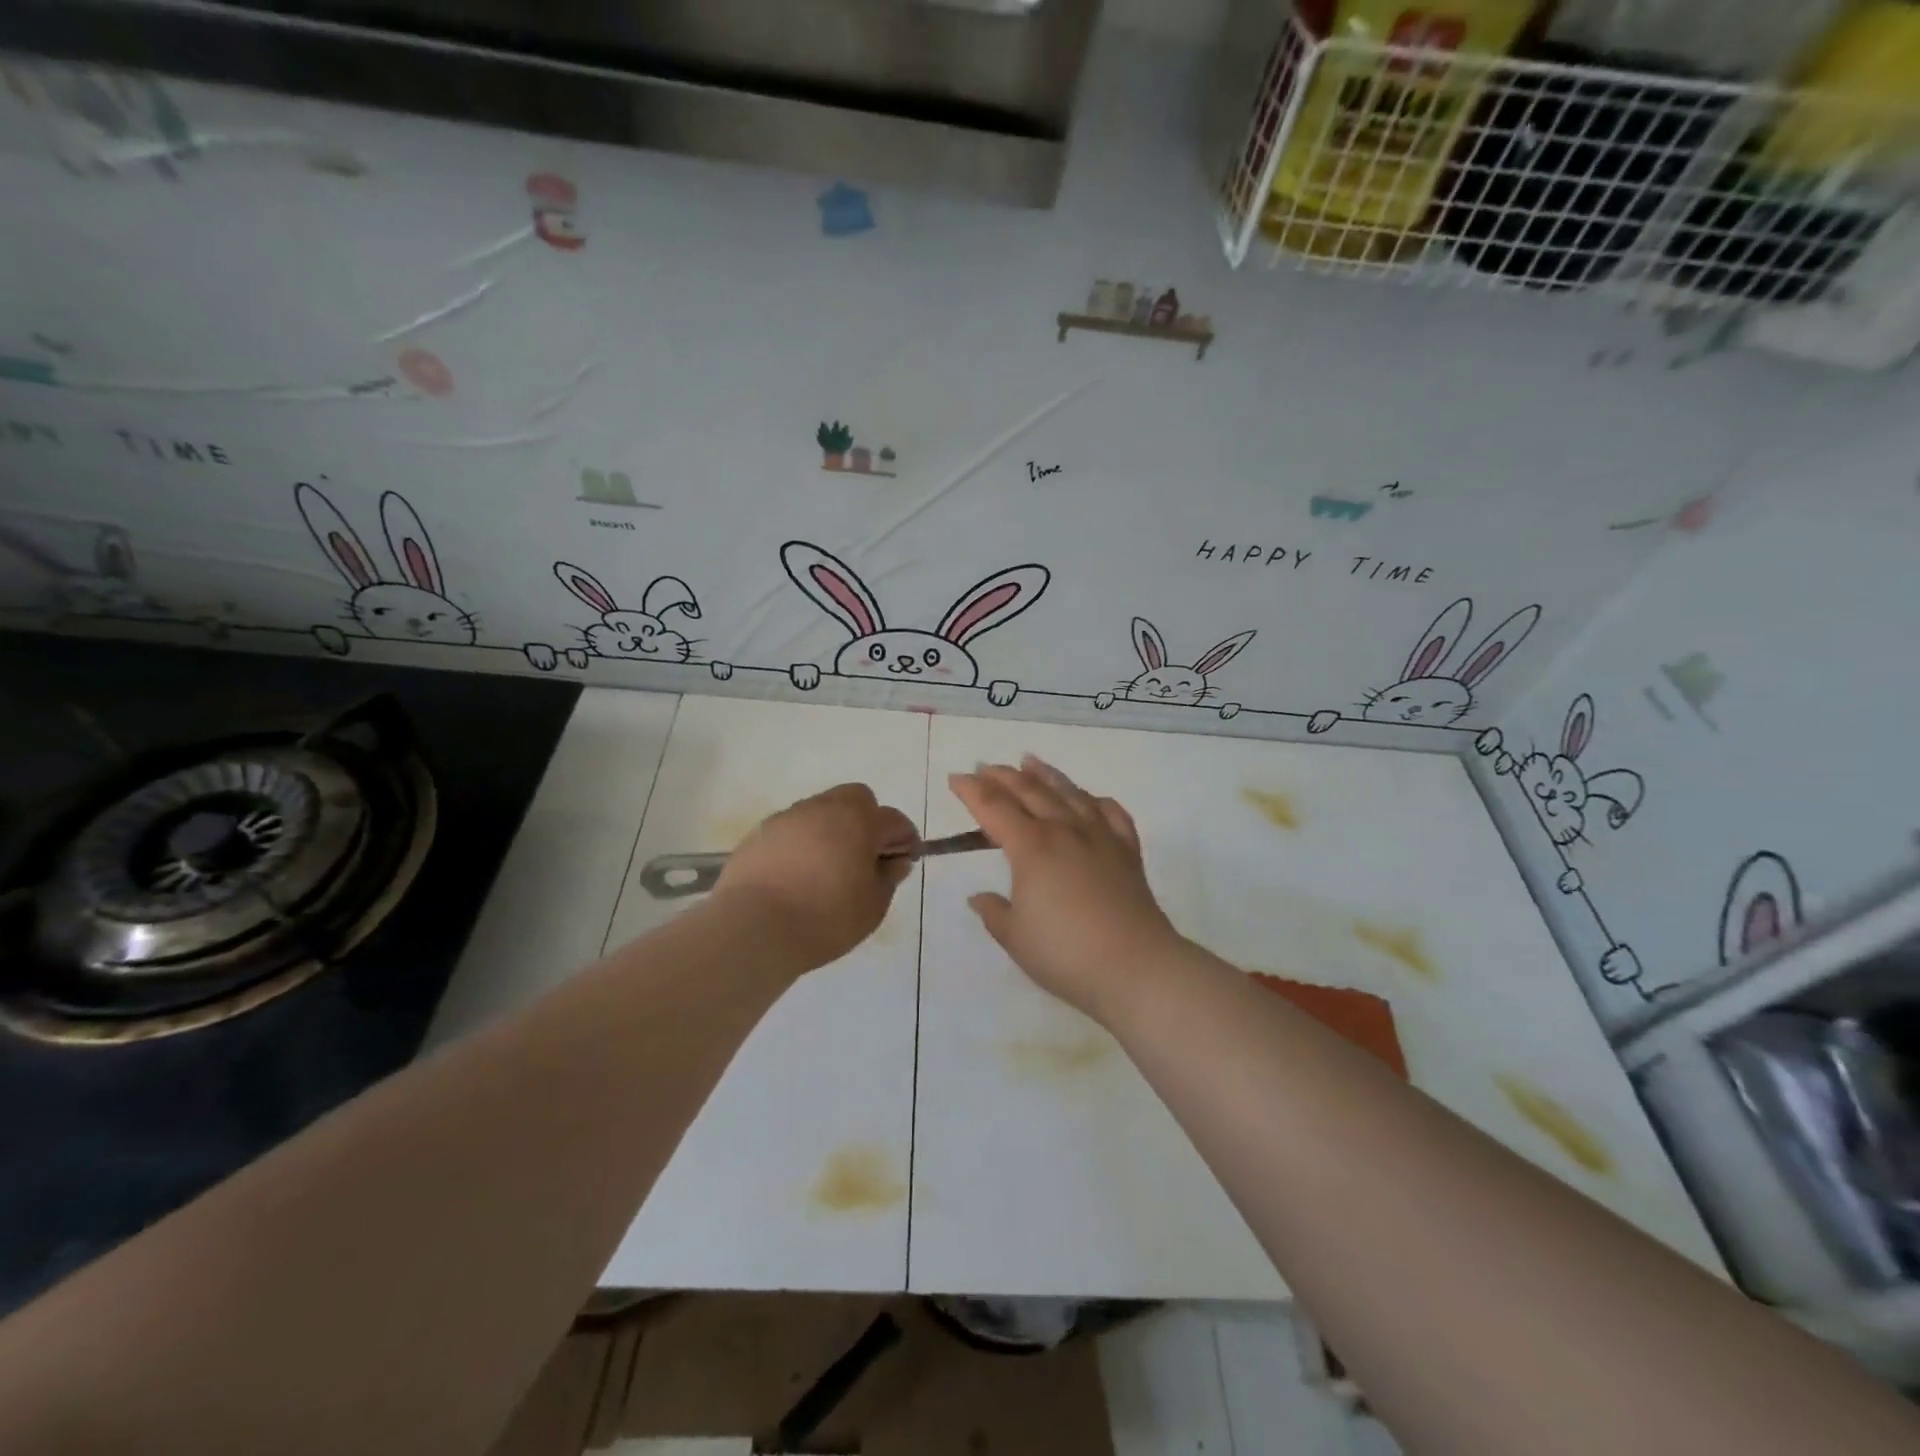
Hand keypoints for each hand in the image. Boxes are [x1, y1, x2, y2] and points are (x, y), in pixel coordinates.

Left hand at [713, 783, 918, 973]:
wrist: (753, 927)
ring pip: (820, 811)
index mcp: (858, 820)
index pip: (893, 820)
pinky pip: (791, 830)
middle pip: (855, 799)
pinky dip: (801, 844)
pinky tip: (796, 875)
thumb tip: (894, 862)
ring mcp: (788, 818)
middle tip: (865, 855)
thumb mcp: (872, 906)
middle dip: (867, 819)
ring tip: (827, 868)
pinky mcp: (759, 834)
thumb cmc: (825, 917)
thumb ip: (888, 878)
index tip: (905, 859)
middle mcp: (823, 808)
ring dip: (831, 830)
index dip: (905, 838)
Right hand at [949, 756, 1186, 1022]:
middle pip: (1029, 791)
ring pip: (1069, 793)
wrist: (1136, 966)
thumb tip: (980, 897)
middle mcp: (1064, 830)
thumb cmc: (1065, 954)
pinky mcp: (1127, 851)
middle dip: (1003, 776)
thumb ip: (994, 912)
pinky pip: (1111, 813)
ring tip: (1031, 761)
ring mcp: (1100, 837)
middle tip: (985, 766)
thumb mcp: (1015, 937)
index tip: (956, 778)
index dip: (972, 790)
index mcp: (1031, 847)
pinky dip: (1095, 800)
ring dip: (1046, 775)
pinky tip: (1089, 799)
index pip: (993, 807)